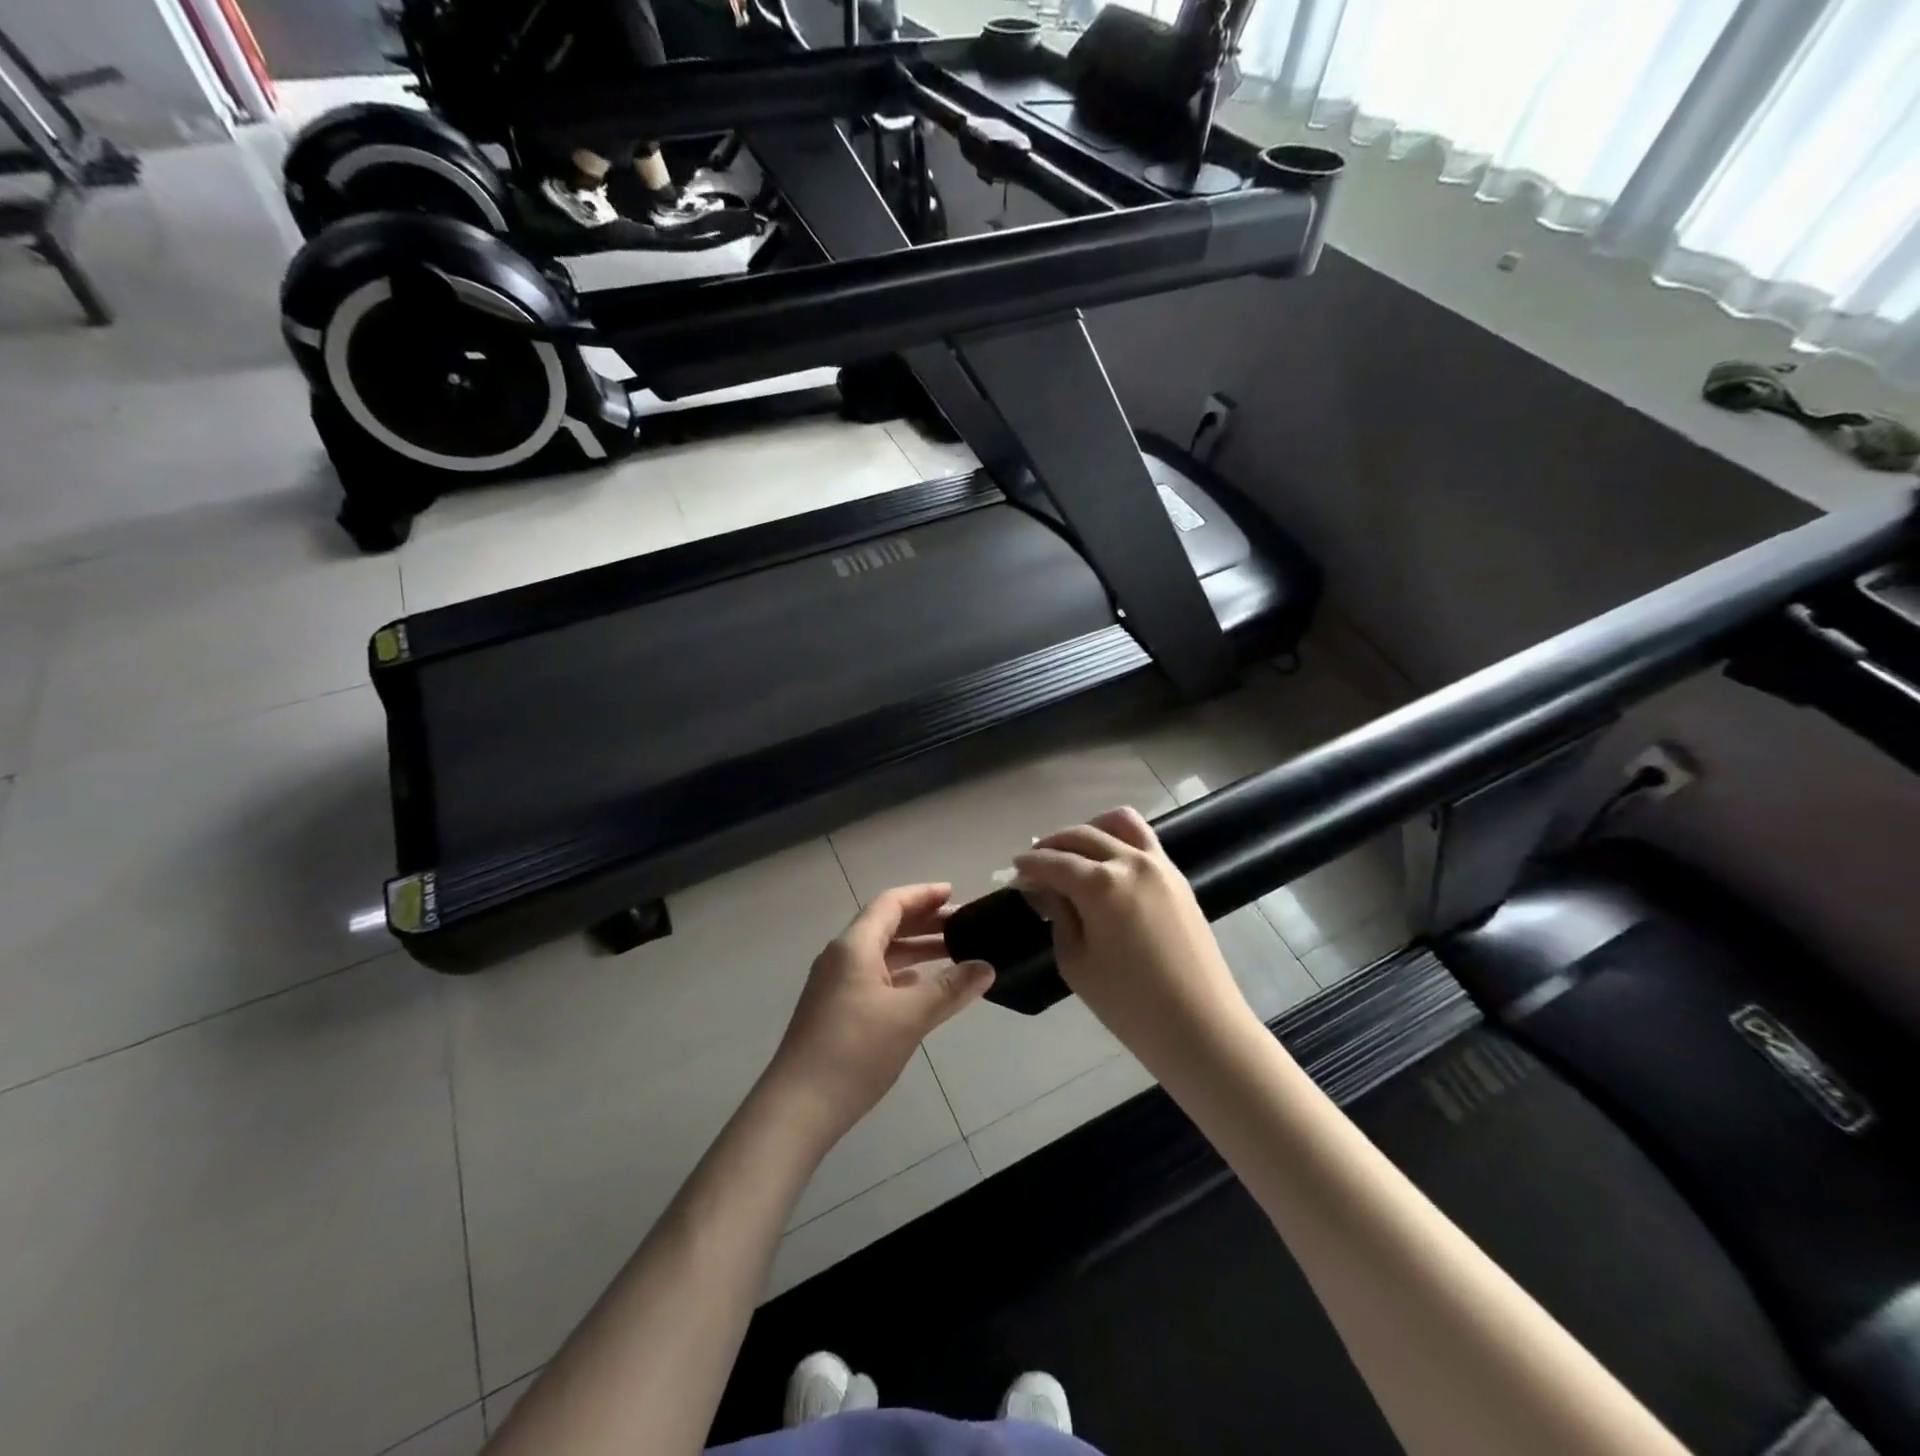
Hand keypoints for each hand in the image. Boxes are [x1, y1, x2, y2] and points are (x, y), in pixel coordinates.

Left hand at [767, 884, 993, 1138]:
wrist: (798, 1108)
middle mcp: (842, 958)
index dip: (923, 895)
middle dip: (925, 922)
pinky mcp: (837, 1012)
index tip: (955, 893)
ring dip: (916, 950)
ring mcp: (836, 986)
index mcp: (854, 946)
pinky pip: (876, 978)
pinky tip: (926, 988)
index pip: (891, 903)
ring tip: (954, 953)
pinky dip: (903, 975)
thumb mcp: (910, 1016)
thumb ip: (950, 988)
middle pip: (886, 925)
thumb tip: (986, 967)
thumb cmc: (854, 1051)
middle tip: (964, 924)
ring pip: (882, 954)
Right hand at [1014, 807, 1250, 1064]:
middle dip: (1052, 846)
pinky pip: (1143, 839)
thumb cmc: (1129, 1004)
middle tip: (1036, 867)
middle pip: (1082, 835)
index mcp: (1101, 884)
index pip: (1053, 862)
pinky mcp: (1177, 877)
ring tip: (1073, 853)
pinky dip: (1118, 839)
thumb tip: (1048, 889)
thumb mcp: (1076, 962)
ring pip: (1118, 822)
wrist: (1200, 1027)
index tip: (1015, 874)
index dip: (1029, 866)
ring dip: (1089, 830)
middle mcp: (1130, 862)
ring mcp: (1160, 865)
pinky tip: (1104, 864)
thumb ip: (1058, 915)